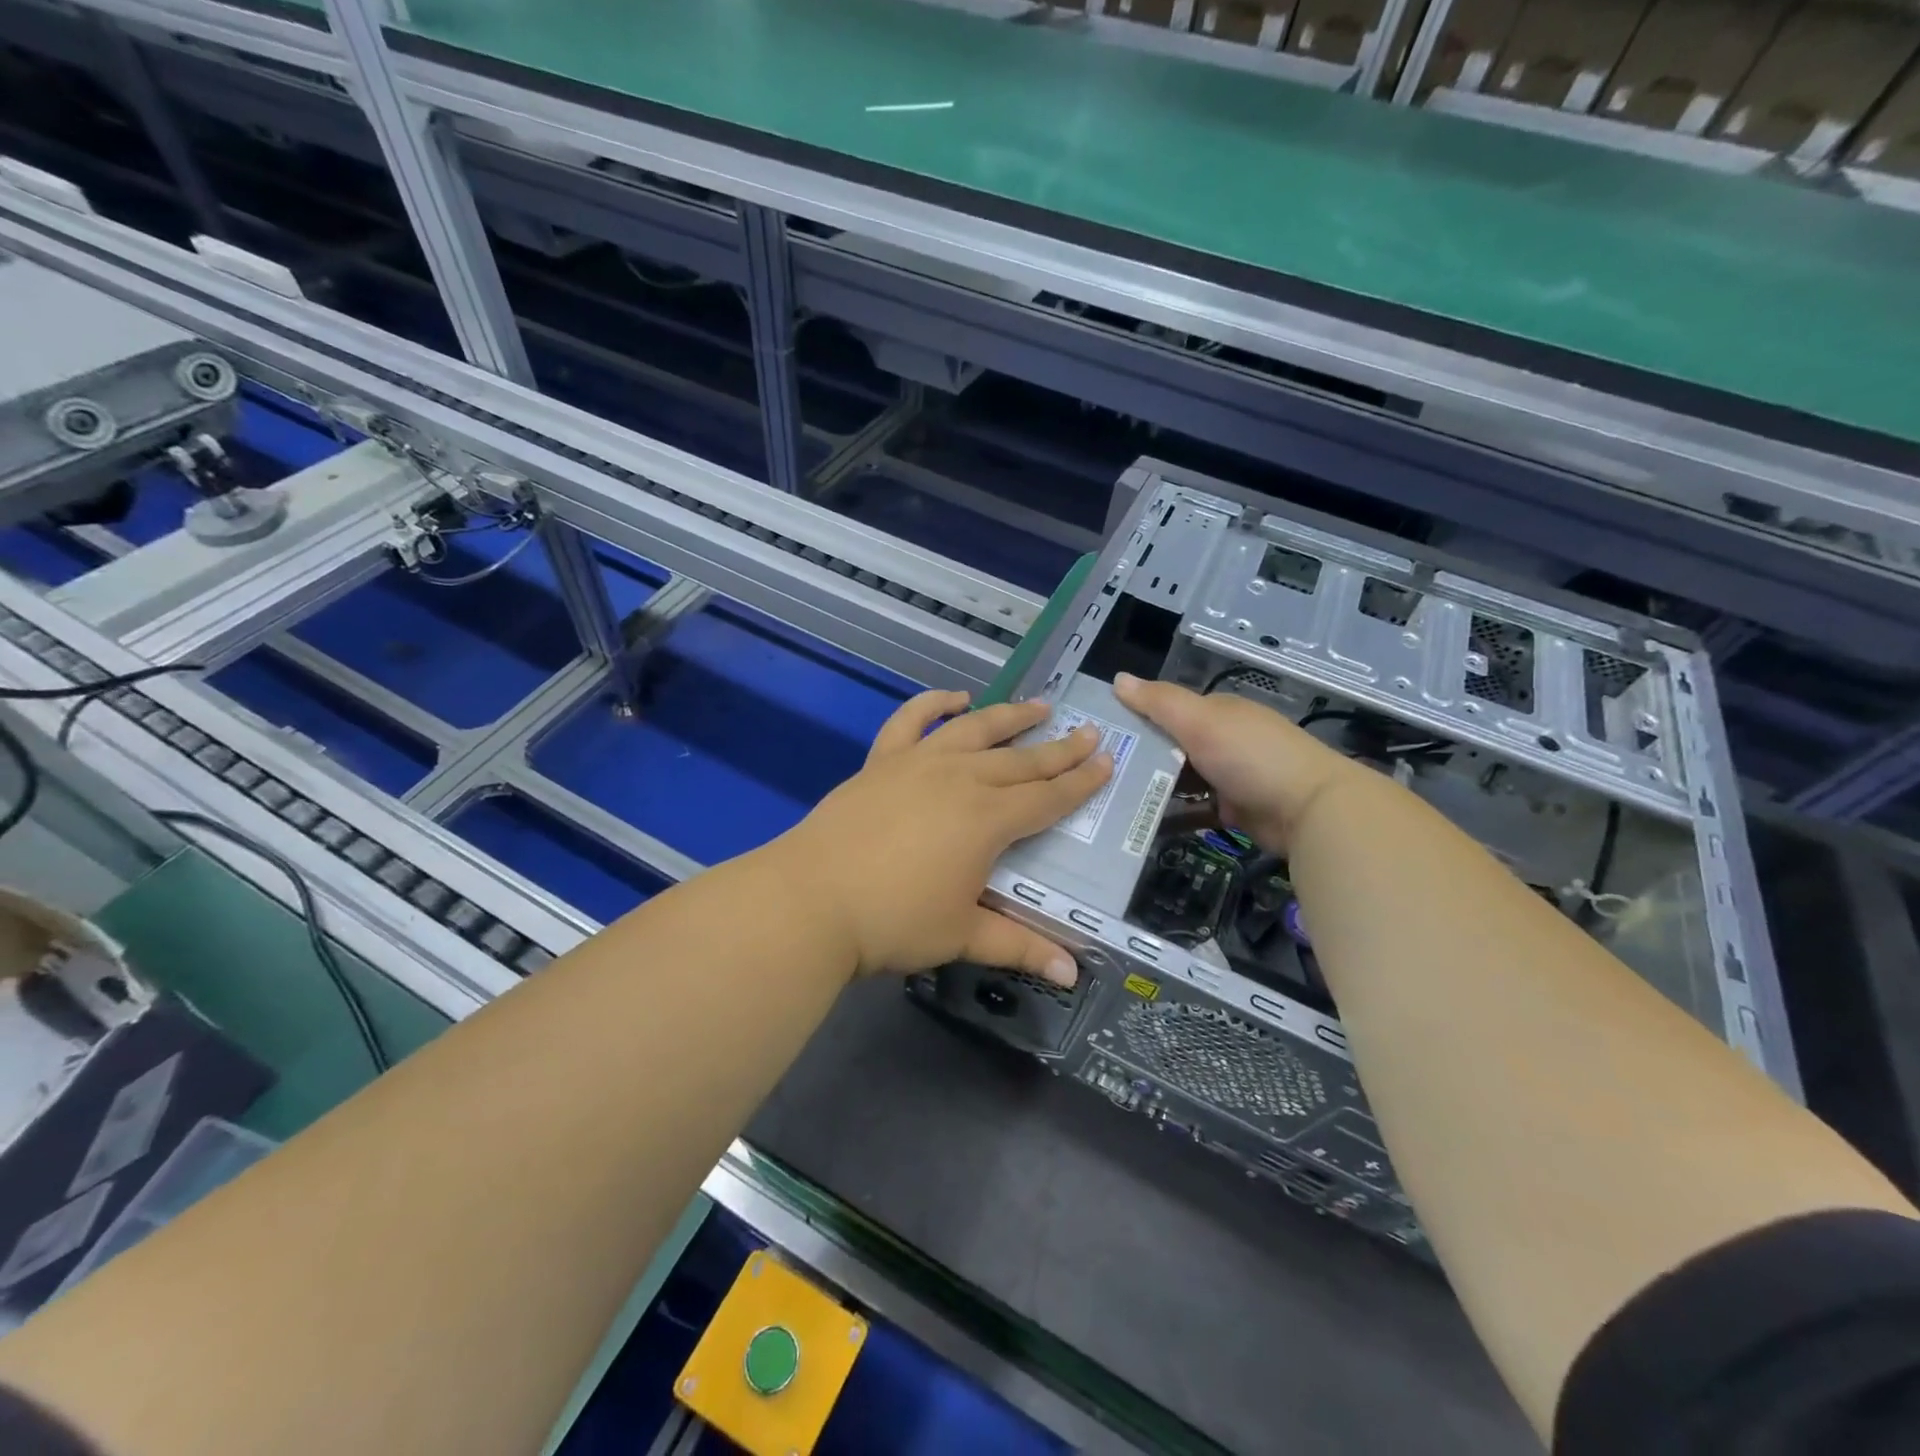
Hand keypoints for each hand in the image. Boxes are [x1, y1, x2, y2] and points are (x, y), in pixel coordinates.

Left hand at [771, 690, 1111, 982]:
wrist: (812, 900)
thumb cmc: (893, 922)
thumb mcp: (962, 936)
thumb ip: (1020, 946)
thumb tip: (1073, 974)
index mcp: (989, 820)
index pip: (1048, 798)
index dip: (1081, 782)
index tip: (1107, 761)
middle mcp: (961, 779)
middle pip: (1021, 760)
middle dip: (1059, 748)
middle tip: (1089, 732)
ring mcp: (919, 763)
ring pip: (976, 730)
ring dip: (1011, 716)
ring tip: (1039, 706)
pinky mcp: (882, 760)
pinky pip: (912, 720)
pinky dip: (935, 703)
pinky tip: (956, 698)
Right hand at [1113, 673, 1359, 850]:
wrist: (1311, 810)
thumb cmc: (1251, 755)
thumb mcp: (1201, 720)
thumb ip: (1159, 701)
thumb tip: (1118, 678)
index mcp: (1216, 712)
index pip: (1166, 709)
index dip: (1133, 717)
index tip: (1098, 735)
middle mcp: (1221, 740)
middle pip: (1170, 746)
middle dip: (1138, 757)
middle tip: (1096, 773)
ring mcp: (1228, 776)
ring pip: (1179, 779)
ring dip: (1151, 787)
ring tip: (1109, 799)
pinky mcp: (1232, 810)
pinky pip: (1193, 809)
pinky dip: (1171, 814)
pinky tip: (1140, 822)